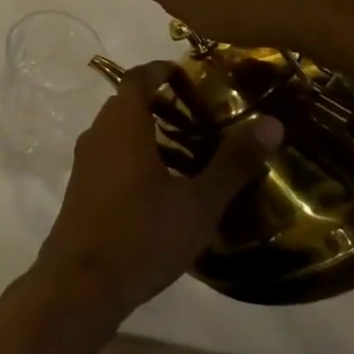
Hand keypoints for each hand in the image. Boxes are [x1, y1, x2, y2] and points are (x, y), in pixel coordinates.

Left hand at [29, 62, 282, 320]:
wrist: (80, 283)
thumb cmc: (142, 236)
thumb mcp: (197, 203)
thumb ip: (233, 162)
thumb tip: (273, 122)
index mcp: (122, 125)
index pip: (137, 78)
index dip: (161, 69)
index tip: (190, 74)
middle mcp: (98, 134)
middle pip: (127, 102)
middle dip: (161, 101)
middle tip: (202, 113)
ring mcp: (85, 162)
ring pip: (117, 131)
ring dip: (148, 130)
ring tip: (191, 148)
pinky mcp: (81, 187)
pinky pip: (110, 154)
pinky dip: (135, 153)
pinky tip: (163, 184)